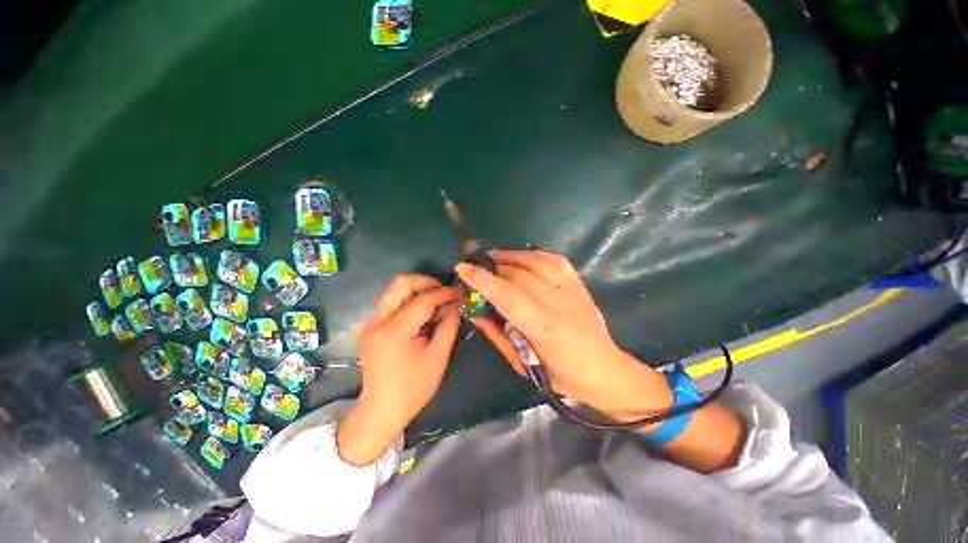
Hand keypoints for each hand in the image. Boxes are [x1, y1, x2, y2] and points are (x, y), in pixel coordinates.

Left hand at [338, 274, 462, 465]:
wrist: (380, 410)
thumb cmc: (413, 389)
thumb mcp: (437, 358)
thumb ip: (448, 327)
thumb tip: (457, 305)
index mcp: (394, 331)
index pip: (423, 300)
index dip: (444, 293)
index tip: (460, 292)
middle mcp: (377, 321)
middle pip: (401, 283)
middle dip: (427, 281)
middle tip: (445, 291)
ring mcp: (371, 322)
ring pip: (395, 290)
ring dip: (418, 289)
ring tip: (438, 300)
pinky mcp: (371, 326)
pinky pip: (392, 302)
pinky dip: (410, 300)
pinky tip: (423, 312)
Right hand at [455, 250, 671, 420]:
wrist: (604, 369)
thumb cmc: (560, 375)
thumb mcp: (522, 363)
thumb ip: (496, 333)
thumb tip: (474, 311)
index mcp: (542, 328)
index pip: (506, 294)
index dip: (482, 279)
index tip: (462, 268)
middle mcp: (557, 303)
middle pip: (518, 274)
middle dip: (491, 267)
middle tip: (476, 267)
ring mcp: (571, 289)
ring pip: (535, 260)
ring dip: (510, 255)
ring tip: (493, 257)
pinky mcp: (579, 283)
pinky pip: (553, 259)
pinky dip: (533, 254)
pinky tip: (521, 256)